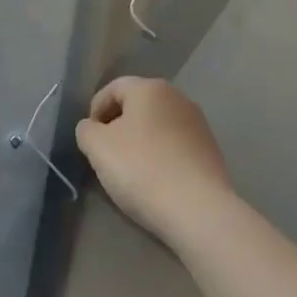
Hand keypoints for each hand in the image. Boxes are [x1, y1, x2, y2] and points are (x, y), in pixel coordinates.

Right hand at [75, 76, 234, 244]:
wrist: (198, 209)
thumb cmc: (142, 169)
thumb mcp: (98, 147)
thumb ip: (86, 130)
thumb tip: (92, 128)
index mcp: (149, 88)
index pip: (113, 89)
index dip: (95, 111)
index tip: (90, 140)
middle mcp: (177, 96)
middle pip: (137, 105)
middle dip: (118, 126)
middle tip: (106, 155)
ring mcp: (198, 123)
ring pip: (157, 125)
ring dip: (141, 141)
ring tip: (131, 171)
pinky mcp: (210, 150)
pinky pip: (175, 145)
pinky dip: (161, 156)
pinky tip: (156, 180)